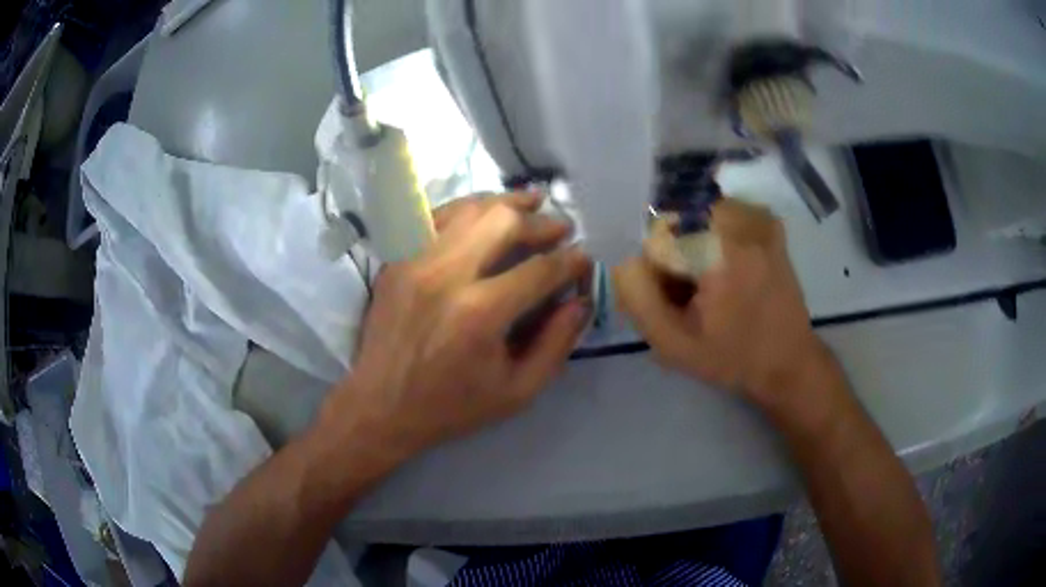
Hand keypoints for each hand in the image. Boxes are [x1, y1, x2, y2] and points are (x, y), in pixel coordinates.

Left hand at [326, 193, 591, 461]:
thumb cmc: (452, 406)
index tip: (584, 257)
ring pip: (469, 209)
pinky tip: (484, 213)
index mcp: (481, 313)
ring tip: (531, 203)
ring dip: (506, 203)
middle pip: (503, 222)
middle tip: (560, 228)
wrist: (381, 406)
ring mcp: (416, 260)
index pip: (540, 269)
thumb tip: (581, 300)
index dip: (571, 260)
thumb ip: (556, 344)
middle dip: (541, 221)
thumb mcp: (517, 391)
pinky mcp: (397, 259)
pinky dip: (467, 208)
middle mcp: (447, 275)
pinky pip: (436, 216)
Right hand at [613, 199, 827, 407]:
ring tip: (713, 285)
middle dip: (675, 255)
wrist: (788, 360)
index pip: (656, 238)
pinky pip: (721, 216)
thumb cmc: (732, 357)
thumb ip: (637, 296)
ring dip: (693, 245)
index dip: (658, 272)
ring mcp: (758, 217)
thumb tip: (628, 258)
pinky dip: (714, 238)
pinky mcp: (768, 221)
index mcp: (718, 249)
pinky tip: (728, 268)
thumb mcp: (672, 342)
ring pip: (697, 216)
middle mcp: (740, 220)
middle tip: (694, 296)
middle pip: (677, 221)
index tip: (677, 301)